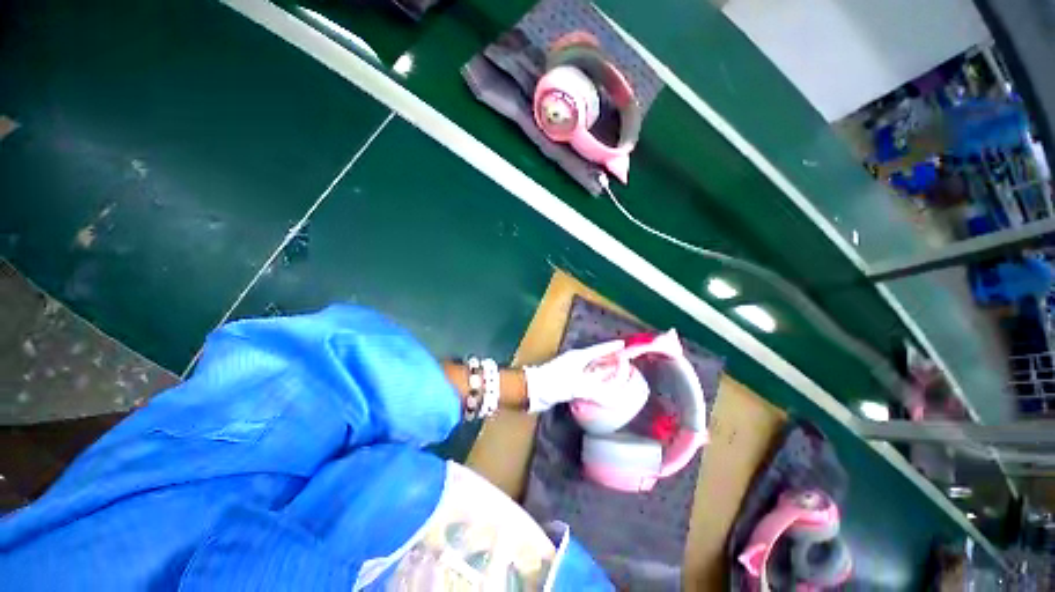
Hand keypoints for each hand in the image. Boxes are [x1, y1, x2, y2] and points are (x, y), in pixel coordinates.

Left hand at [523, 340, 628, 412]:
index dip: (611, 347)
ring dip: (603, 368)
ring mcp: (572, 370)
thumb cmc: (554, 383)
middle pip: (597, 357)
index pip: (599, 349)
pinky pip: (587, 377)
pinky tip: (601, 386)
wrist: (532, 390)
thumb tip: (616, 398)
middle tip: (626, 359)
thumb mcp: (576, 387)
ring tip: (617, 371)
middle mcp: (577, 361)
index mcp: (579, 357)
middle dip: (611, 357)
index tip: (623, 344)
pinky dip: (596, 380)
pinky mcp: (568, 380)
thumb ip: (597, 392)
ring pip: (592, 367)